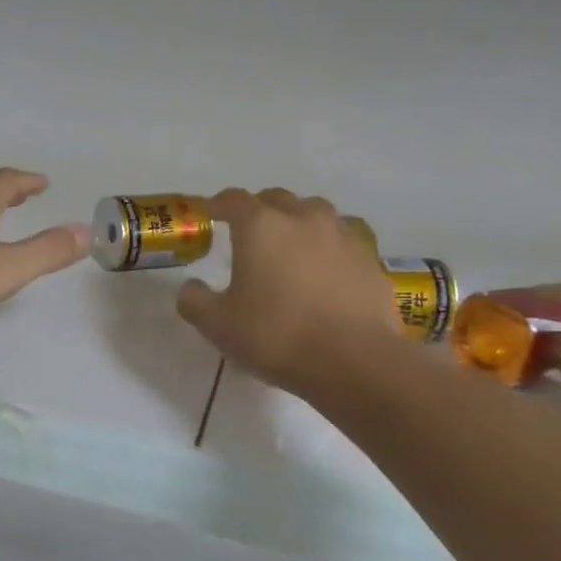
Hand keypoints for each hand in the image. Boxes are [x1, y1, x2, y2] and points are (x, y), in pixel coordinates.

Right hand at [176, 188, 402, 397]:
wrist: (354, 360)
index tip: (209, 212)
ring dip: (298, 223)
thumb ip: (195, 301)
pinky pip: (343, 241)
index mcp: (261, 226)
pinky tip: (326, 272)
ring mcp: (342, 235)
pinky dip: (329, 248)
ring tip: (291, 247)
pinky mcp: (370, 259)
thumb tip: (190, 287)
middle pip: (277, 200)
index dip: (217, 204)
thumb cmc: (276, 336)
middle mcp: (303, 218)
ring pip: (315, 214)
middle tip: (249, 234)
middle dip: (260, 210)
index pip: (233, 200)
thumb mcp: (218, 325)